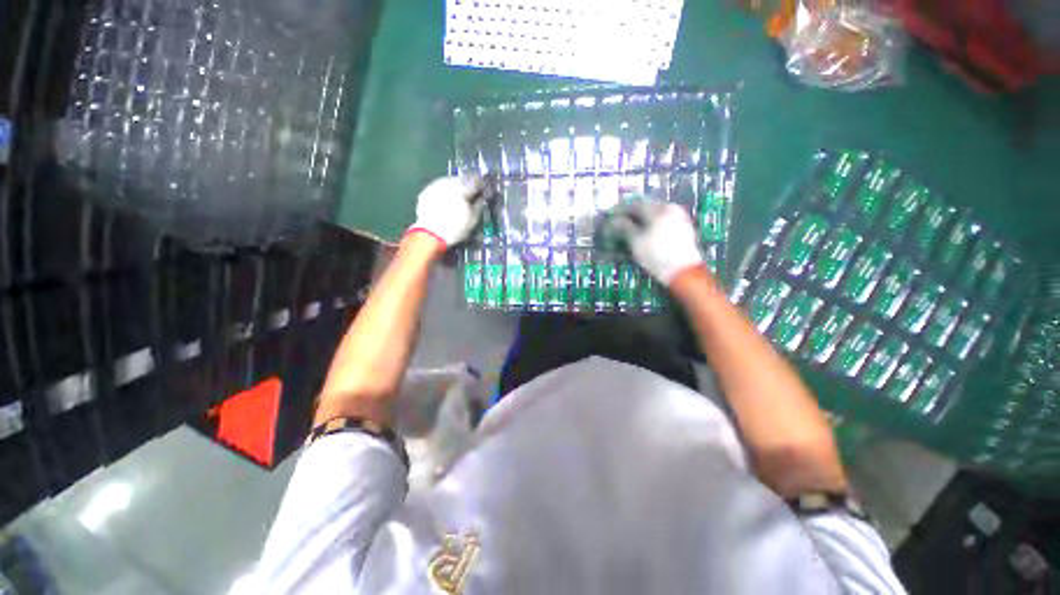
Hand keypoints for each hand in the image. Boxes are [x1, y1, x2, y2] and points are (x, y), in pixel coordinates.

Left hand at [407, 174, 489, 247]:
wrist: (430, 234)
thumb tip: (481, 198)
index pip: (476, 180)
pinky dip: (445, 192)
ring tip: (458, 198)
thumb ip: (478, 205)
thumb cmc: (455, 228)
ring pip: (450, 182)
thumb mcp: (473, 219)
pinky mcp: (427, 191)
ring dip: (456, 188)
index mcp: (462, 188)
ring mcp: (436, 185)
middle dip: (468, 185)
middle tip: (471, 195)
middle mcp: (448, 182)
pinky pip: (440, 188)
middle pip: (462, 179)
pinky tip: (446, 202)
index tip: (483, 191)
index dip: (481, 185)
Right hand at [605, 200, 703, 285]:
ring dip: (640, 223)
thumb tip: (613, 221)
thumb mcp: (636, 241)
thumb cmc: (657, 254)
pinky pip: (662, 224)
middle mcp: (671, 209)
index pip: (635, 205)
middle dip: (630, 217)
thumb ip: (623, 227)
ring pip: (654, 218)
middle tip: (618, 225)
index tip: (610, 217)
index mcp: (660, 208)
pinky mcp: (683, 231)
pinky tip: (643, 236)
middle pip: (645, 210)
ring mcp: (679, 219)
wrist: (684, 272)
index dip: (620, 211)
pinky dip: (650, 228)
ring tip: (628, 232)